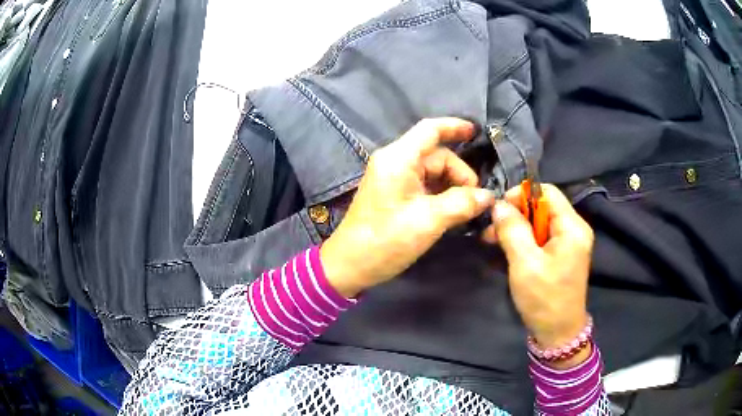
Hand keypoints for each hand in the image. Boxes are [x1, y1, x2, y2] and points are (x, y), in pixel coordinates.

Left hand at [321, 118, 494, 297]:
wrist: (349, 266)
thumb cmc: (385, 241)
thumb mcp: (428, 221)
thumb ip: (461, 204)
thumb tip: (488, 196)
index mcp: (398, 159)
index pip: (430, 130)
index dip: (455, 127)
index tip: (478, 133)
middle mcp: (394, 162)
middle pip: (437, 156)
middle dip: (460, 174)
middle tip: (476, 201)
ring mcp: (393, 179)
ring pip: (433, 172)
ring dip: (452, 187)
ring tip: (467, 209)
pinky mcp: (394, 195)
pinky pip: (424, 186)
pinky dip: (441, 195)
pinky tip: (453, 211)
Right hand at [482, 184, 593, 367]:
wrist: (558, 333)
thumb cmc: (544, 299)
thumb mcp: (525, 264)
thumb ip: (512, 230)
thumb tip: (499, 205)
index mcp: (572, 227)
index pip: (547, 192)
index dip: (522, 195)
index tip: (499, 210)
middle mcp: (574, 229)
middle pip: (542, 207)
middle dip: (515, 215)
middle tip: (491, 230)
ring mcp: (569, 243)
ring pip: (539, 222)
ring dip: (516, 229)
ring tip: (492, 241)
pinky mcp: (561, 255)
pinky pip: (541, 238)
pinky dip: (523, 241)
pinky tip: (506, 251)